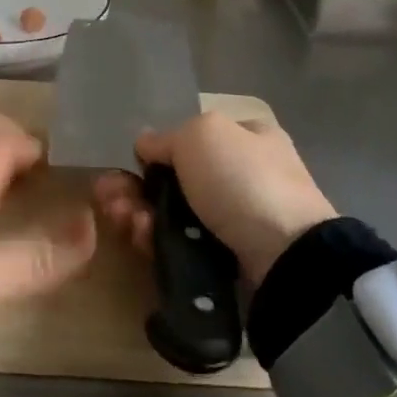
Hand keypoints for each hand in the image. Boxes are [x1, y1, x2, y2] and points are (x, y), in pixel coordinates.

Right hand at [93, 113, 334, 285]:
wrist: (286, 258)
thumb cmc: (244, 180)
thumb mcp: (201, 135)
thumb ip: (166, 137)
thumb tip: (145, 145)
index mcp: (247, 138)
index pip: (191, 140)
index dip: (155, 152)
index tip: (126, 166)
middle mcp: (242, 176)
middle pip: (174, 180)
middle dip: (135, 188)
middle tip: (110, 199)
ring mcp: (235, 222)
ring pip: (172, 215)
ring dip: (138, 215)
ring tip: (124, 222)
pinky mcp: (226, 262)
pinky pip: (181, 248)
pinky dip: (157, 243)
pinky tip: (142, 240)